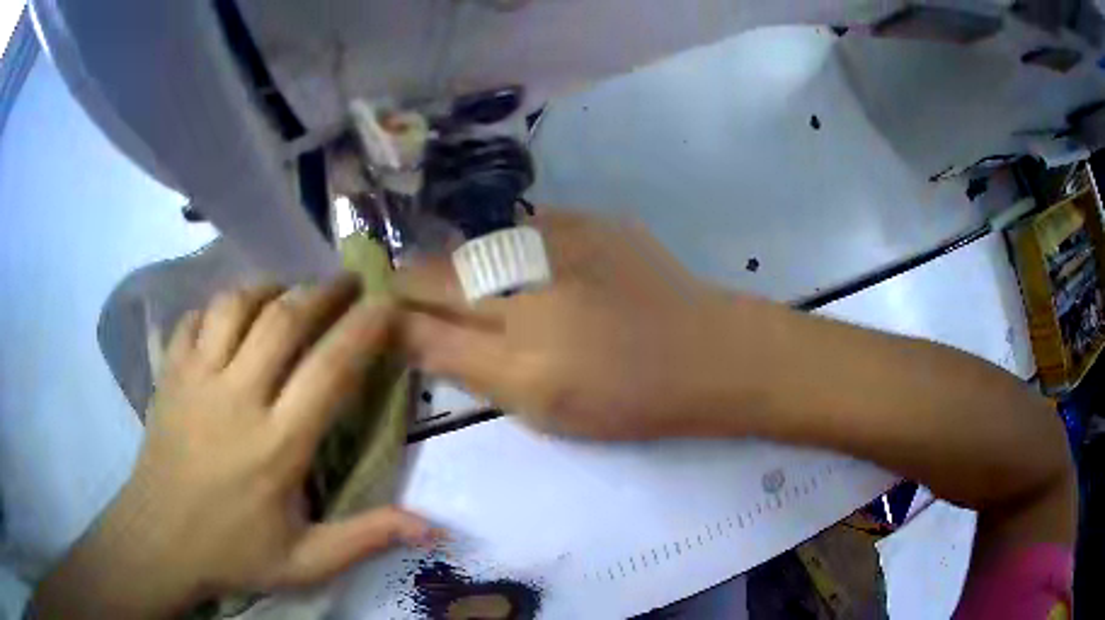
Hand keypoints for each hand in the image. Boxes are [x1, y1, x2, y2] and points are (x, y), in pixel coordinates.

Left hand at [32, 278, 432, 618]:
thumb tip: (433, 528)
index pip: (329, 371)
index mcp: (276, 446)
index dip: (363, 330)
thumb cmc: (233, 552)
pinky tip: (233, 314)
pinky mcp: (169, 373)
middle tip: (348, 281)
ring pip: (236, 305)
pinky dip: (220, 305)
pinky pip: (196, 317)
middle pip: (283, 320)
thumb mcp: (306, 563)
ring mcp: (195, 379)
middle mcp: (236, 399)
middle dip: (323, 291)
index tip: (387, 303)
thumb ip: (366, 538)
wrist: (159, 540)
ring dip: (270, 288)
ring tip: (290, 291)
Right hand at [399, 212, 746, 439]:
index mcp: (518, 354)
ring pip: (474, 247)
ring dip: (461, 267)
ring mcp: (560, 240)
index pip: (422, 322)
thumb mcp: (541, 408)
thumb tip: (411, 336)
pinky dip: (507, 250)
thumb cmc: (628, 398)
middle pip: (439, 273)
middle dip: (413, 284)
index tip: (380, 318)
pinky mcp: (588, 220)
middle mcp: (530, 288)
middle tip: (409, 298)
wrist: (709, 352)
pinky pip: (521, 229)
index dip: (392, 315)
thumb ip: (468, 370)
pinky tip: (523, 268)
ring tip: (469, 287)